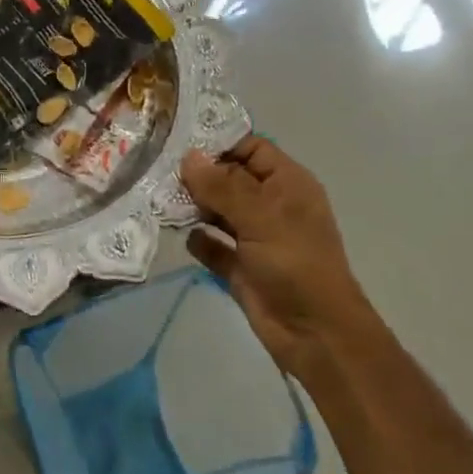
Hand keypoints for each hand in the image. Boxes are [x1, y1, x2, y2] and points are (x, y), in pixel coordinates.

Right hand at [180, 139, 376, 378]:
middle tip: (157, 171)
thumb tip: (189, 157)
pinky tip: (183, 237)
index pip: (250, 149)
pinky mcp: (239, 266)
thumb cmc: (295, 264)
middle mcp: (270, 205)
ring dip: (192, 207)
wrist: (314, 332)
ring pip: (217, 211)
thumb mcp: (261, 217)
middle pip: (228, 178)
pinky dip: (198, 240)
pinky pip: (212, 245)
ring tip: (159, 200)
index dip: (219, 143)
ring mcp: (254, 237)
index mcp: (287, 184)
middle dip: (197, 175)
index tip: (177, 141)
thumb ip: (222, 186)